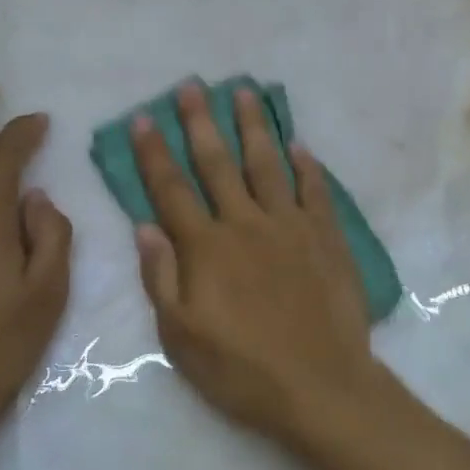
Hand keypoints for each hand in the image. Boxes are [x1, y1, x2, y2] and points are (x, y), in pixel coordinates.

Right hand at [131, 82, 379, 446]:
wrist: (321, 385)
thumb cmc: (243, 370)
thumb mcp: (182, 338)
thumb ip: (161, 278)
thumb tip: (144, 226)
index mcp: (206, 248)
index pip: (172, 189)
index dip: (154, 152)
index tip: (143, 117)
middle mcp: (246, 223)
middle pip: (218, 163)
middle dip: (200, 122)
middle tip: (192, 85)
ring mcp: (290, 225)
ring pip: (266, 163)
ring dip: (253, 126)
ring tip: (244, 92)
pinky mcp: (326, 235)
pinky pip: (314, 189)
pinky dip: (306, 164)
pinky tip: (299, 143)